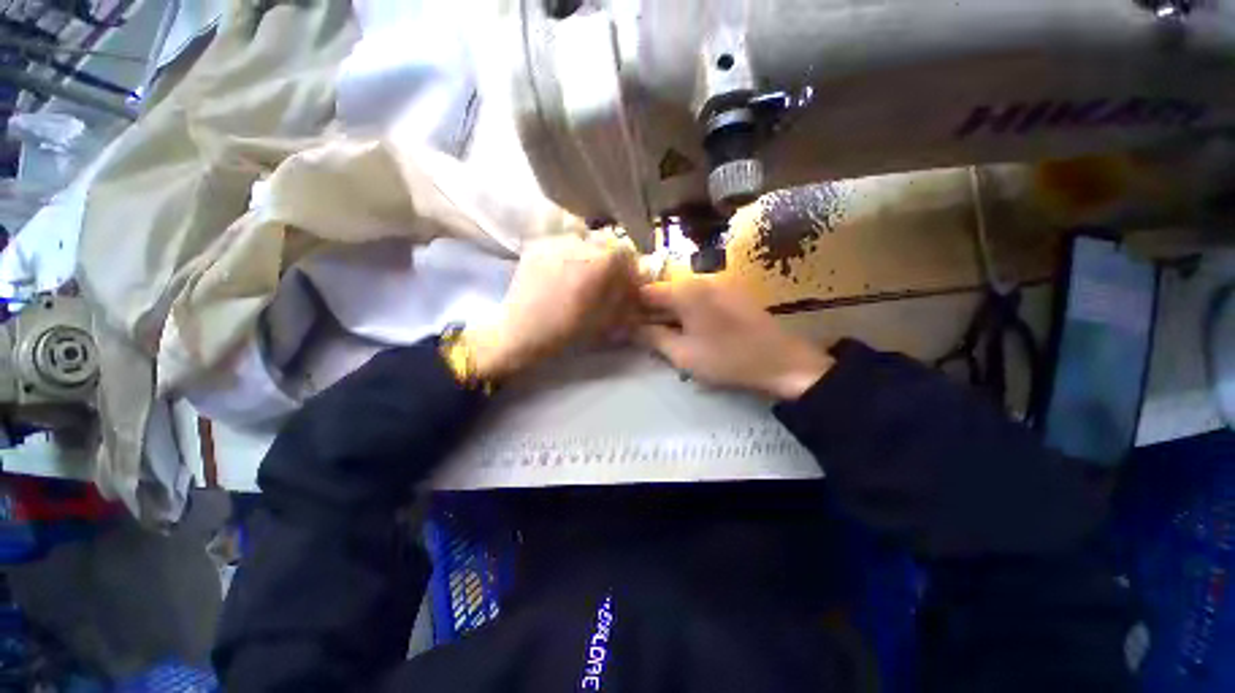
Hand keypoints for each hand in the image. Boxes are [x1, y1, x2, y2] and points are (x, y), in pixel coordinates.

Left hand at [465, 233, 637, 380]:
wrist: (521, 331)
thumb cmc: (567, 330)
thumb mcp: (605, 317)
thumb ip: (624, 294)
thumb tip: (634, 281)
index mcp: (599, 262)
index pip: (626, 252)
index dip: (629, 267)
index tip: (625, 281)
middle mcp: (579, 243)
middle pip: (606, 243)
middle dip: (609, 260)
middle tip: (603, 280)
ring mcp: (555, 241)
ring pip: (584, 240)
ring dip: (588, 255)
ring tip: (579, 276)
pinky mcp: (537, 244)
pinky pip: (562, 244)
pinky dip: (568, 255)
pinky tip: (561, 274)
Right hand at [637, 278, 832, 399]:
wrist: (783, 363)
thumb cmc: (727, 359)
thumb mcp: (682, 354)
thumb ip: (652, 337)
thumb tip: (627, 328)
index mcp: (685, 290)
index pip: (645, 291)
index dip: (630, 307)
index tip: (622, 325)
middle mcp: (700, 279)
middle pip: (663, 291)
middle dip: (649, 311)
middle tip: (640, 335)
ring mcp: (718, 284)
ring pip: (680, 295)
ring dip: (667, 313)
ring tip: (662, 336)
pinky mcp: (730, 293)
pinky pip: (698, 298)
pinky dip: (685, 312)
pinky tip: (686, 330)